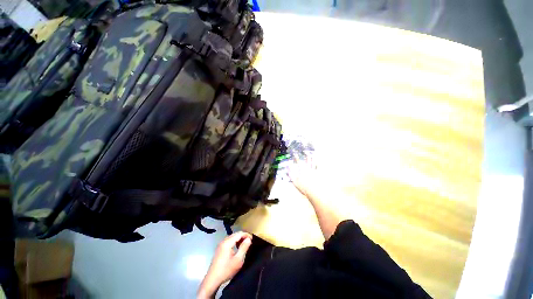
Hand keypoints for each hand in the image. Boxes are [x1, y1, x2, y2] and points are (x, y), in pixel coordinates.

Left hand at [197, 232, 251, 298]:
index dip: (246, 235)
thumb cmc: (226, 270)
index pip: (239, 233)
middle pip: (235, 234)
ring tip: (244, 245)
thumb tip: (249, 239)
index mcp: (227, 242)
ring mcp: (220, 245)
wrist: (212, 279)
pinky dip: (234, 242)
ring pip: (232, 237)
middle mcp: (223, 241)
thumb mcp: (238, 260)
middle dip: (243, 236)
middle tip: (249, 242)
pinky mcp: (219, 249)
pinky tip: (237, 248)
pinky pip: (229, 241)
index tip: (252, 239)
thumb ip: (244, 248)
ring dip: (239, 239)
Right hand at [288, 153, 320, 198]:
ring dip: (313, 159)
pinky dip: (319, 164)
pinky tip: (319, 162)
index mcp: (302, 171)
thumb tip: (289, 169)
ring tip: (312, 155)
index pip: (299, 162)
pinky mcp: (319, 174)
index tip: (295, 154)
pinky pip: (319, 168)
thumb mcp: (295, 182)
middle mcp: (308, 169)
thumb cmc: (304, 187)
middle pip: (307, 161)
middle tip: (306, 152)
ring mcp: (314, 171)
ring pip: (313, 163)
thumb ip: (291, 175)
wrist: (314, 192)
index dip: (296, 158)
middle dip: (306, 157)